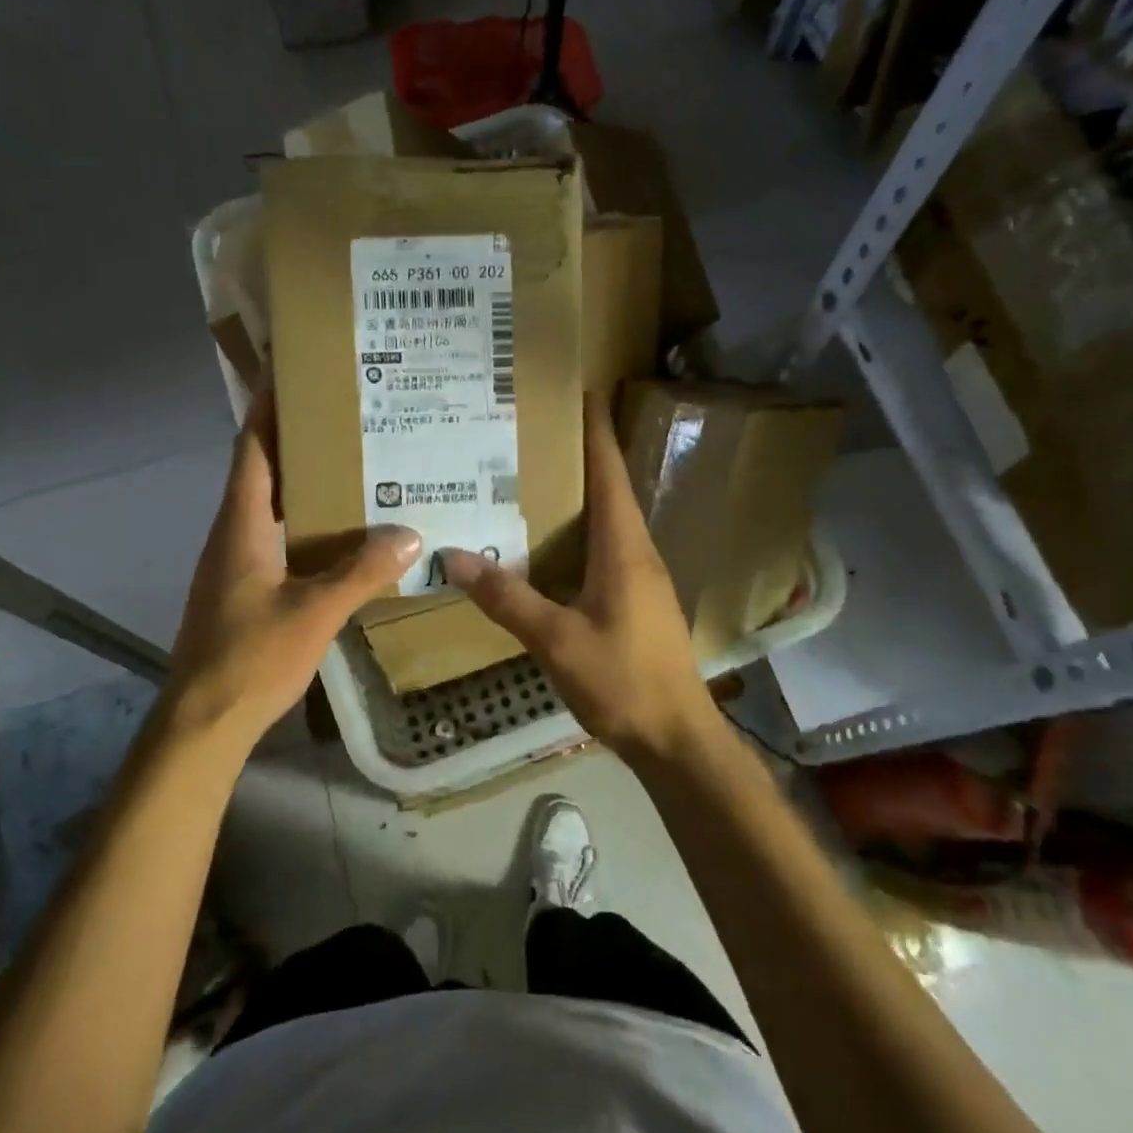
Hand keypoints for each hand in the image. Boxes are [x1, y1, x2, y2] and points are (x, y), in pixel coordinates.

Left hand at [166, 393, 420, 746]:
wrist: (202, 722)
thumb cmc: (251, 657)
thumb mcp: (316, 612)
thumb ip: (362, 572)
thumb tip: (410, 534)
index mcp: (241, 525)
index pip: (251, 449)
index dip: (266, 406)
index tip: (287, 370)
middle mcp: (232, 534)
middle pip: (259, 469)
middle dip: (293, 437)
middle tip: (342, 415)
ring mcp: (233, 563)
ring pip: (267, 505)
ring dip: (299, 480)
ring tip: (348, 465)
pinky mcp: (241, 589)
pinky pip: (273, 537)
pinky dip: (301, 521)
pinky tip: (337, 532)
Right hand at [441, 398, 717, 757]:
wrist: (677, 738)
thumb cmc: (622, 681)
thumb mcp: (555, 639)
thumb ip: (506, 597)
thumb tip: (455, 556)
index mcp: (624, 548)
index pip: (610, 474)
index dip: (597, 432)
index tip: (582, 393)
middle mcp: (638, 553)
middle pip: (611, 490)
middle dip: (580, 457)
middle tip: (535, 436)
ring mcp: (643, 579)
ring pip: (609, 522)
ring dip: (580, 496)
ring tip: (535, 481)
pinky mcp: (639, 602)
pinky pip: (608, 550)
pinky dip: (581, 532)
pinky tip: (552, 547)